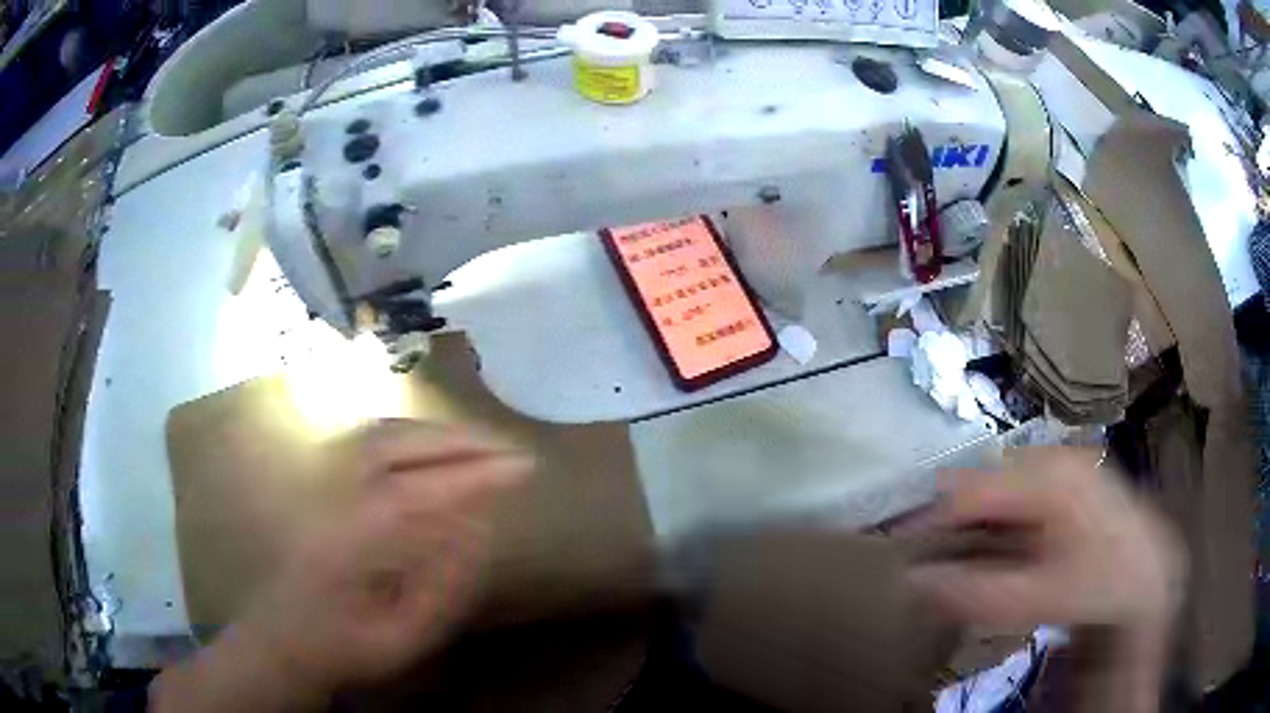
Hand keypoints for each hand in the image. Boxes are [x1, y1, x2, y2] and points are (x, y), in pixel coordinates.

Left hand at [151, 419, 530, 711]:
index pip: (415, 495)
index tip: (523, 469)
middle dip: (459, 442)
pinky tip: (434, 445)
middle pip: (394, 447)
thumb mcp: (403, 640)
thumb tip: (479, 529)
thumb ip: (443, 588)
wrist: (282, 637)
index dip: (472, 477)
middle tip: (510, 452)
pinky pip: (367, 440)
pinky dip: (410, 433)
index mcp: (347, 546)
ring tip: (481, 445)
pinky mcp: (318, 480)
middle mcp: (328, 500)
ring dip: (436, 432)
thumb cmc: (343, 647)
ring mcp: (317, 483)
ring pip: (379, 435)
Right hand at [905, 446, 1184, 631]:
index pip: (966, 490)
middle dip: (950, 525)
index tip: (898, 556)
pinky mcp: (1063, 478)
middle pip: (979, 486)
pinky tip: (996, 551)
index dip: (928, 523)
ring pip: (996, 490)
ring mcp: (1058, 464)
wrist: (1149, 569)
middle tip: (930, 568)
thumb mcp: (1042, 596)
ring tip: (958, 563)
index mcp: (1045, 476)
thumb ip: (979, 593)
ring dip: (972, 525)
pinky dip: (996, 523)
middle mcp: (1049, 458)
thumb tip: (915, 583)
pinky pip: (1015, 496)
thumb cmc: (1101, 580)